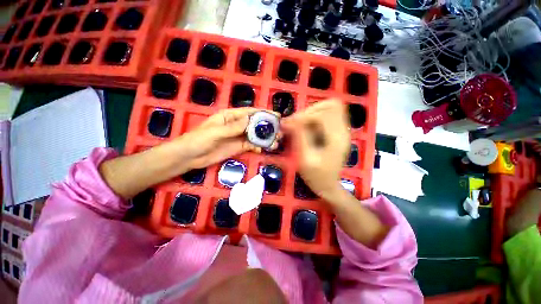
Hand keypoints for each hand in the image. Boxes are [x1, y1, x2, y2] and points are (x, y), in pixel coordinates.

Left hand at [174, 108, 271, 169]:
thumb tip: (250, 120)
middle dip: (267, 127)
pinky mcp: (239, 147)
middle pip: (255, 124)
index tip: (276, 116)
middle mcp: (236, 125)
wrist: (190, 157)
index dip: (263, 113)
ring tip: (276, 142)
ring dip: (265, 138)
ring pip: (255, 135)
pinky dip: (258, 146)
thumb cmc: (199, 139)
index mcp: (230, 116)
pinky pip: (251, 145)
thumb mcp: (215, 132)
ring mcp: (238, 137)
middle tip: (280, 131)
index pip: (250, 112)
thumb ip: (233, 127)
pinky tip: (265, 149)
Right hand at [282, 99, 349, 199]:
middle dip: (309, 111)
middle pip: (331, 105)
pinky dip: (315, 117)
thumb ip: (299, 136)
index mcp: (337, 138)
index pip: (323, 115)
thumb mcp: (305, 158)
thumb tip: (289, 120)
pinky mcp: (338, 132)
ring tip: (300, 123)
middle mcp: (343, 130)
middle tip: (295, 121)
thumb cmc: (316, 176)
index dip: (304, 116)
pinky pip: (328, 115)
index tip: (288, 123)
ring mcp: (342, 130)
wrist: (328, 186)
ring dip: (312, 112)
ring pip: (330, 107)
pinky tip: (306, 127)